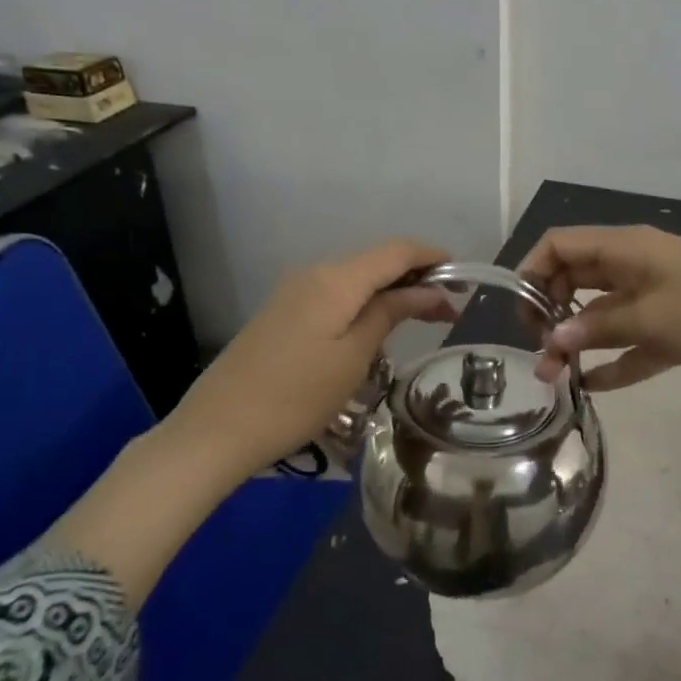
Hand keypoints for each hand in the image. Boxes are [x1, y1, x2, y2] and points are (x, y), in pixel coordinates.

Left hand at [160, 238, 456, 476]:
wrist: (218, 429)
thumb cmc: (296, 396)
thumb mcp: (354, 357)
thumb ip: (391, 312)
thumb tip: (427, 290)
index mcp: (336, 279)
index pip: (396, 251)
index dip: (433, 258)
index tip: (463, 277)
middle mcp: (315, 273)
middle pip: (376, 262)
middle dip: (416, 279)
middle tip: (449, 311)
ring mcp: (295, 292)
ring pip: (357, 280)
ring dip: (391, 293)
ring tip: (421, 322)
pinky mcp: (284, 313)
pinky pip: (336, 296)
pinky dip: (365, 305)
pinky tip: (377, 331)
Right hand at [518, 226, 680, 390]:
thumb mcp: (653, 318)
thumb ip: (599, 327)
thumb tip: (554, 337)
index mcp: (626, 248)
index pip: (561, 245)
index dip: (533, 272)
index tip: (522, 313)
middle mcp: (634, 267)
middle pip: (576, 280)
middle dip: (551, 312)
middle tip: (539, 351)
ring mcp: (656, 297)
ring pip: (602, 314)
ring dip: (578, 341)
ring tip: (554, 377)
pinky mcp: (675, 327)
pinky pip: (633, 341)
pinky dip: (614, 360)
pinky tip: (592, 386)